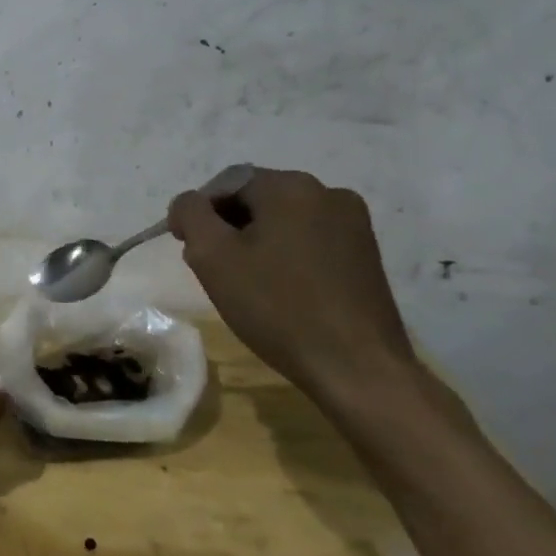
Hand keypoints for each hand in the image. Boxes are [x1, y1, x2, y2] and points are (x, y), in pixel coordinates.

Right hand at [169, 168, 417, 410]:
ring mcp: (354, 224)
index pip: (225, 185)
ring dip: (258, 243)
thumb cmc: (278, 307)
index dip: (200, 214)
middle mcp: (327, 192)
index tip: (188, 248)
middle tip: (215, 270)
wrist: (359, 370)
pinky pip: (310, 241)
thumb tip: (189, 204)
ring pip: (284, 222)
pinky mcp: (367, 255)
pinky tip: (282, 291)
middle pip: (256, 200)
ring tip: (248, 285)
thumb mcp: (213, 257)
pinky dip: (288, 256)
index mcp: (290, 186)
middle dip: (229, 229)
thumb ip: (190, 214)